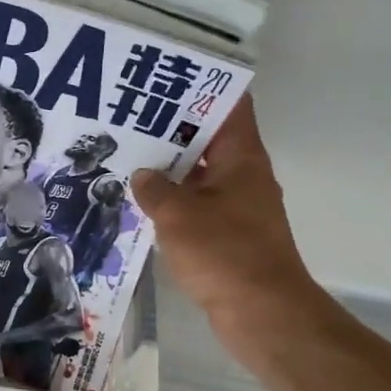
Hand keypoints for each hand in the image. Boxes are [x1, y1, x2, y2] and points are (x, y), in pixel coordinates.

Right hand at [131, 95, 330, 352]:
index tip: (167, 77)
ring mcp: (238, 206)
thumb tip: (142, 175)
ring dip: (170, 167)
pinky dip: (174, 200)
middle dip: (173, 127)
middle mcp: (244, 175)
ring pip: (200, 174)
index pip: (229, 105)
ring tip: (128, 154)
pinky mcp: (229, 235)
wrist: (262, 313)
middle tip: (130, 116)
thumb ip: (154, 189)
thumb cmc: (224, 253)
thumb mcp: (177, 215)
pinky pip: (198, 205)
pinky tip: (143, 201)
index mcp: (242, 158)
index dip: (202, 86)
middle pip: (210, 138)